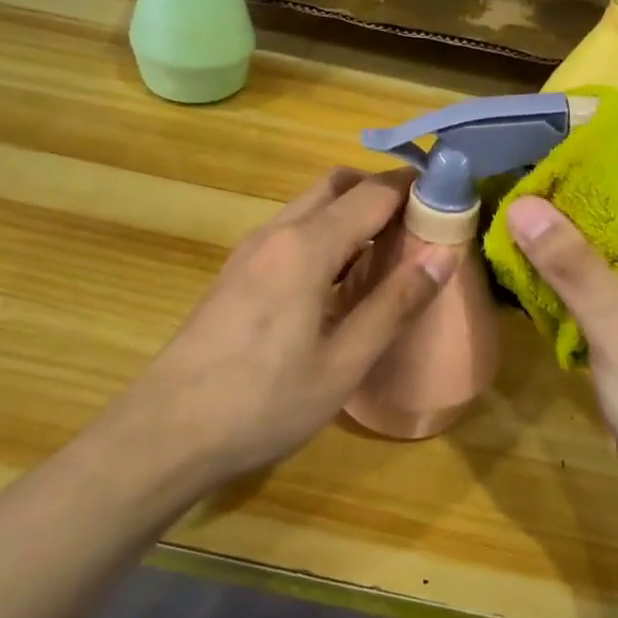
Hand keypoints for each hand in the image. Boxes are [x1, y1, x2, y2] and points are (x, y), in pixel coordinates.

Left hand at [115, 167, 458, 482]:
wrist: (166, 432)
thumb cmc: (264, 401)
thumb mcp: (344, 362)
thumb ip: (394, 304)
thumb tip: (443, 255)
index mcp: (306, 247)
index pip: (372, 193)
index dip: (414, 190)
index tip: (450, 203)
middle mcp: (276, 234)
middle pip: (336, 186)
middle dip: (380, 193)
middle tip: (419, 229)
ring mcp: (249, 252)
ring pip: (309, 208)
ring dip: (351, 215)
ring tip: (387, 257)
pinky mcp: (235, 274)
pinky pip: (290, 234)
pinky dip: (325, 237)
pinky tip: (339, 283)